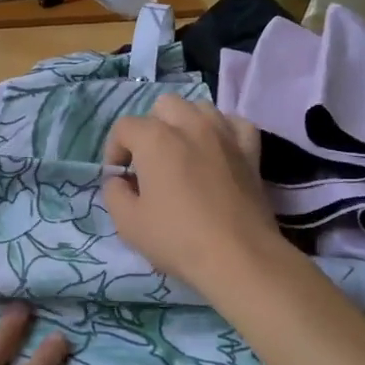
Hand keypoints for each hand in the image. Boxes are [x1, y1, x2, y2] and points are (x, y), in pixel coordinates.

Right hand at [102, 93, 284, 292]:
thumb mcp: (127, 223)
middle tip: (149, 162)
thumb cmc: (177, 239)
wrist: (238, 258)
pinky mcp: (250, 151)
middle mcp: (190, 125)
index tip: (120, 179)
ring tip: (182, 153)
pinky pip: (235, 124)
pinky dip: (222, 131)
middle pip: (163, 106)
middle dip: (150, 128)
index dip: (115, 151)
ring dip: (185, 124)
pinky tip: (217, 150)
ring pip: (199, 107)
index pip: (124, 127)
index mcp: (155, 139)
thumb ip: (114, 192)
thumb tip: (120, 180)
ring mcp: (224, 135)